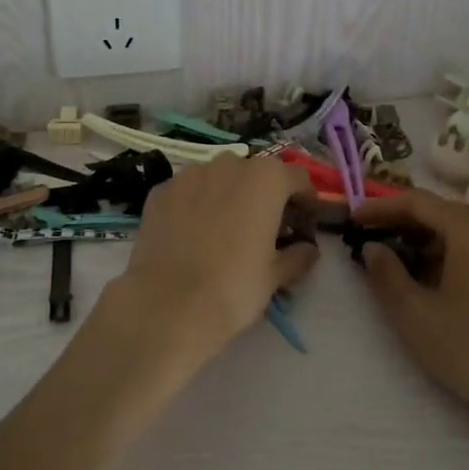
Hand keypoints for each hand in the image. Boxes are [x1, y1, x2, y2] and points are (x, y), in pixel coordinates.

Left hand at [88, 155, 318, 385]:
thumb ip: (298, 255)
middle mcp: (228, 165)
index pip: (297, 177)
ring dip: (228, 195)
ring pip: (218, 178)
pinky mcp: (160, 191)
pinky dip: (195, 204)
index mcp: (266, 179)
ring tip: (224, 229)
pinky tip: (192, 234)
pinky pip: (187, 191)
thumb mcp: (275, 276)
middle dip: (264, 195)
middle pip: (256, 173)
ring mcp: (189, 174)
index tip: (303, 224)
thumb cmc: (234, 287)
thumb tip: (308, 249)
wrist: (168, 304)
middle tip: (264, 227)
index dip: (304, 200)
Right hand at [353, 188, 468, 433]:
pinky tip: (436, 284)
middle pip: (443, 214)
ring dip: (427, 242)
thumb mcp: (414, 313)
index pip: (418, 202)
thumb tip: (373, 248)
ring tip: (399, 264)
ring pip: (463, 235)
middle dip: (404, 223)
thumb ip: (386, 273)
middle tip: (372, 239)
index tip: (353, 219)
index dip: (381, 207)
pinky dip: (451, 257)